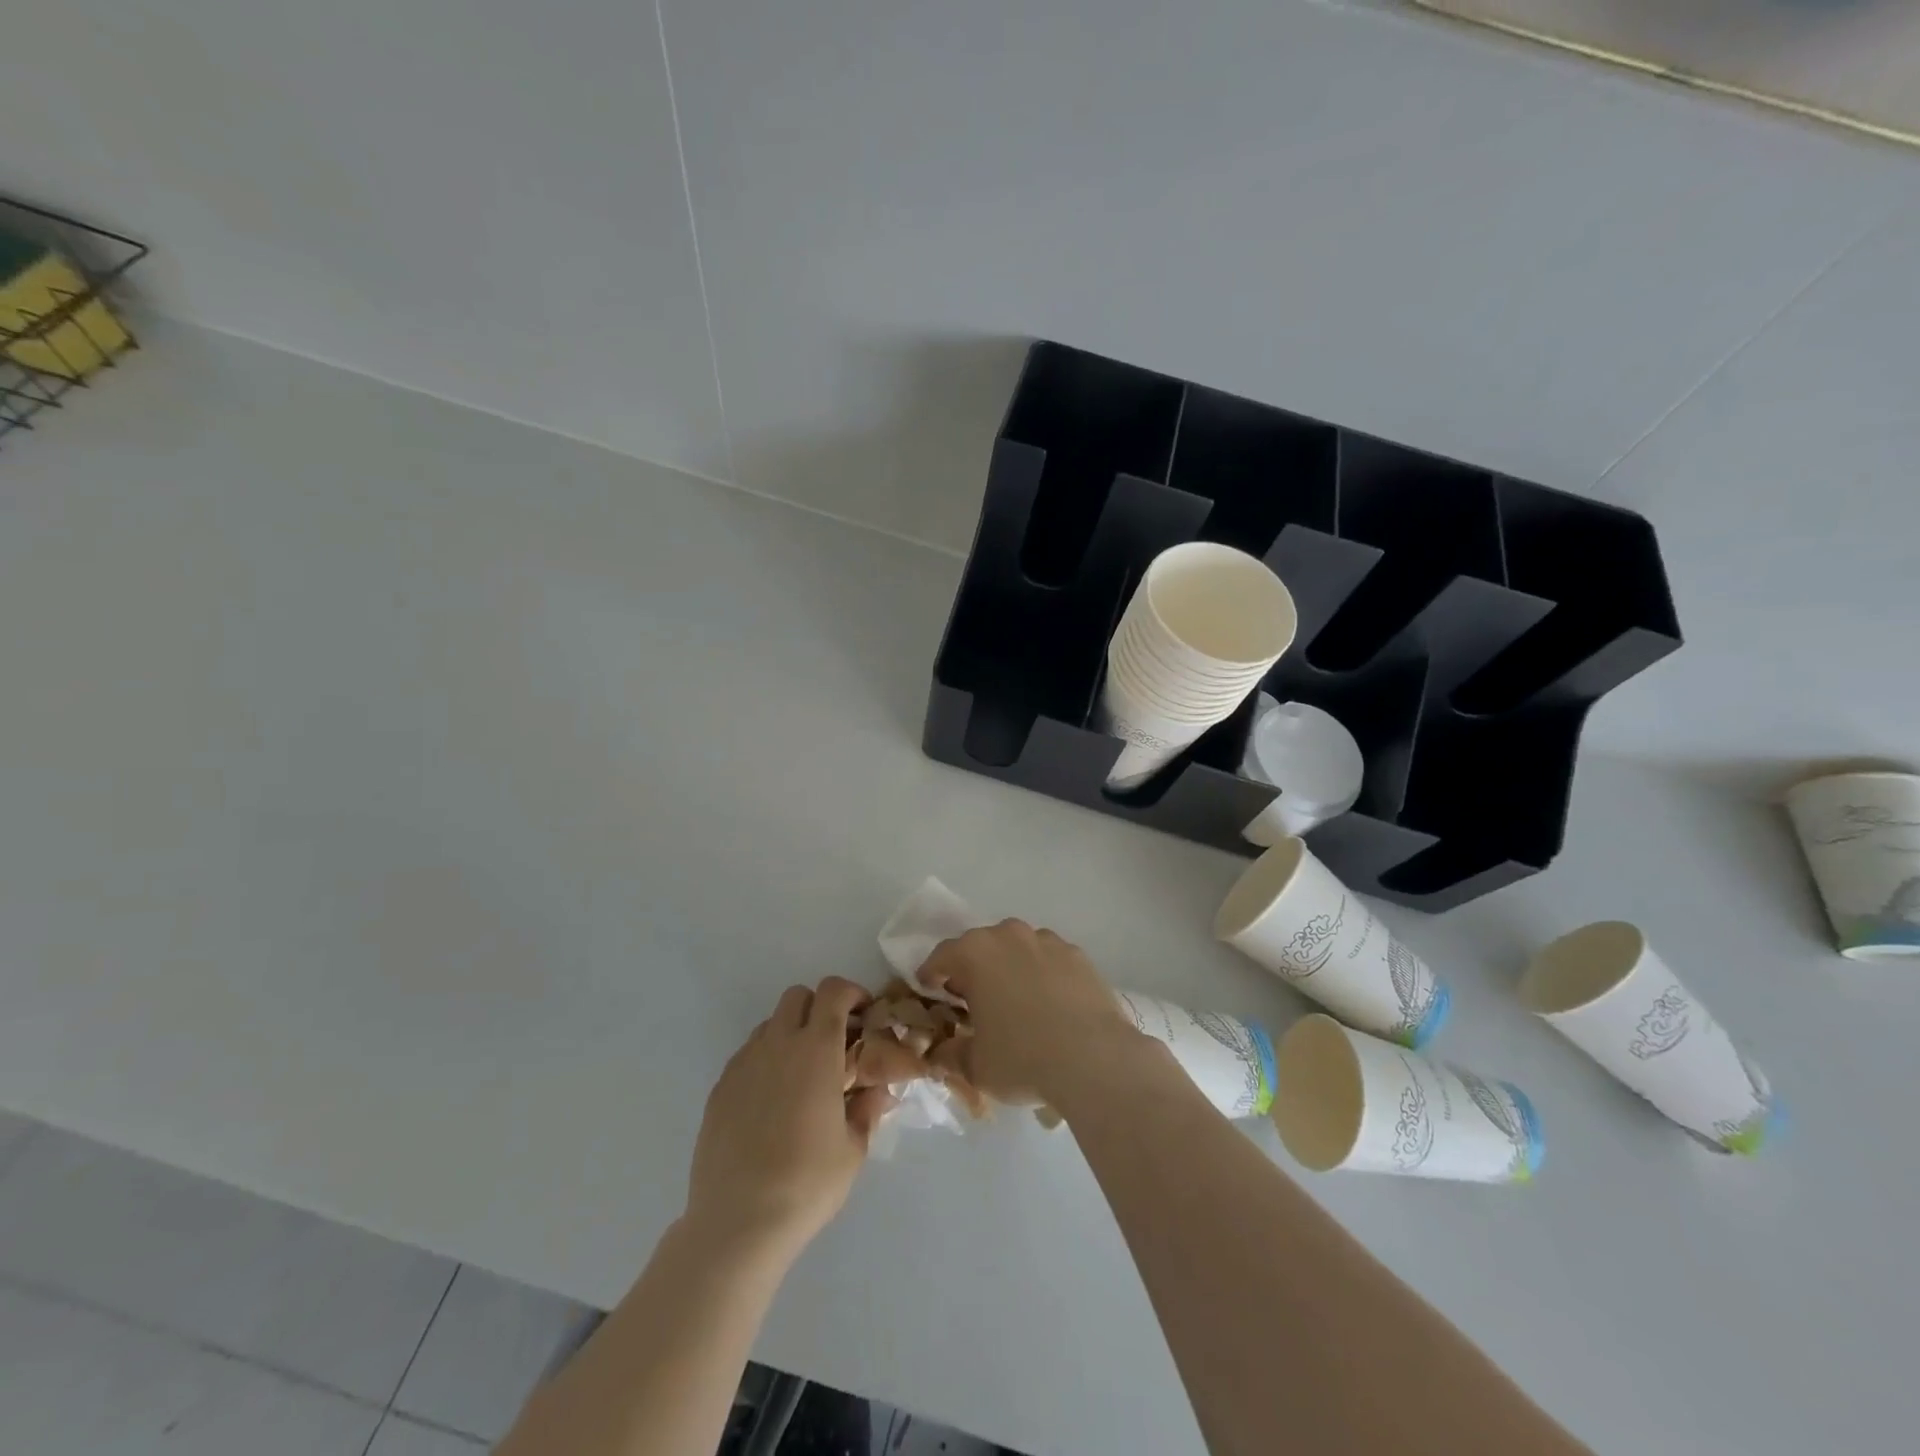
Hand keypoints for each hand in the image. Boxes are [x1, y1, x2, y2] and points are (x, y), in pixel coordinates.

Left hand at [686, 977, 893, 1258]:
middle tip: (835, 1043)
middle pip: (797, 996)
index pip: (832, 991)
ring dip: (791, 1033)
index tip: (863, 1016)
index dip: (851, 993)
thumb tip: (878, 1090)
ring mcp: (744, 1064)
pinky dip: (766, 1061)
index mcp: (816, 1049)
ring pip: (770, 1024)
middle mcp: (778, 1044)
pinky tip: (772, 1103)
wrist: (737, 1222)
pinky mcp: (720, 1088)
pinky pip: (748, 1055)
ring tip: (802, 1076)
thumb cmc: (807, 1183)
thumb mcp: (853, 1148)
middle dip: (819, 1008)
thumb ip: (867, 1109)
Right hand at [916, 920, 1142, 1107]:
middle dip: (972, 969)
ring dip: (1009, 967)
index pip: (941, 956)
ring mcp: (1047, 941)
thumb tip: (940, 1053)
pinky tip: (1049, 1004)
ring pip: (1017, 948)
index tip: (930, 991)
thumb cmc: (1022, 1058)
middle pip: (980, 946)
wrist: (1094, 1058)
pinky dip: (1042, 974)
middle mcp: (1009, 935)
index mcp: (975, 953)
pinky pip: (1049, 959)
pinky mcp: (1078, 955)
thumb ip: (951, 1054)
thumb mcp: (975, 1066)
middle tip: (972, 999)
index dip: (931, 975)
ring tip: (1014, 1001)